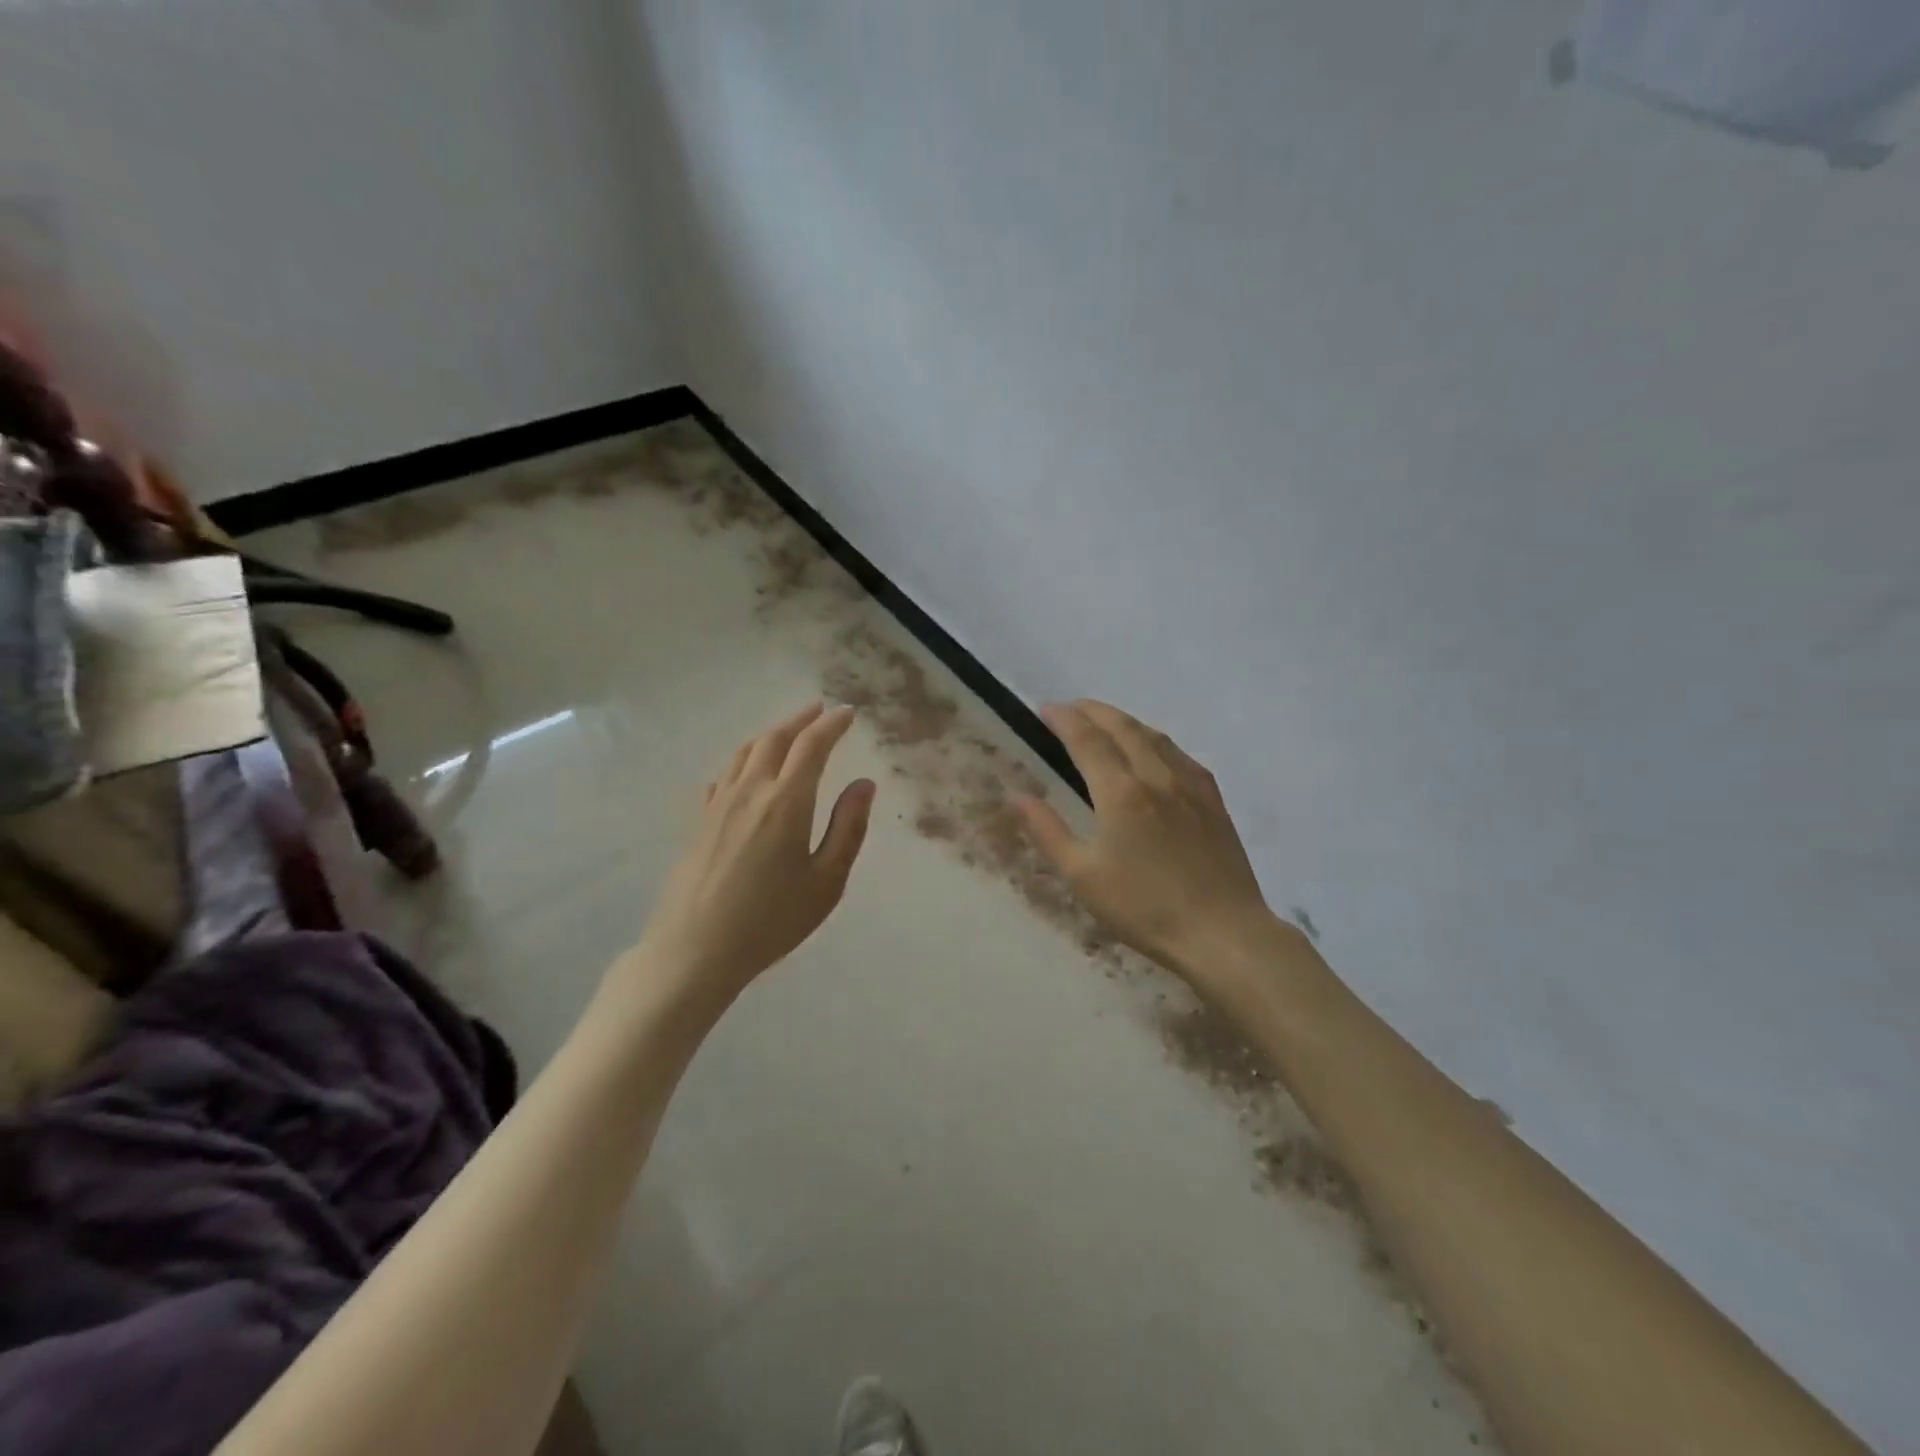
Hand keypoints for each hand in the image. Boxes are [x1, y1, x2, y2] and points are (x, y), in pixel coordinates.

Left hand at [630, 702, 875, 1000]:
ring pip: (745, 752)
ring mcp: (718, 804)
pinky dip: (743, 760)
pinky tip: (745, 772)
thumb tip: (864, 784)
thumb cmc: (771, 920)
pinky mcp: (698, 821)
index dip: (832, 725)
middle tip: (819, 710)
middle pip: (774, 739)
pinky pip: (723, 775)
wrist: (694, 950)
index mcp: (786, 801)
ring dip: (770, 734)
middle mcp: (750, 791)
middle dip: (800, 720)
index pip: (812, 746)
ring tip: (787, 732)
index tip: (848, 714)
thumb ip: (848, 828)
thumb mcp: (826, 882)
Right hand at [1015, 700, 1281, 979]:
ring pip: (1154, 735)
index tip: (1044, 709)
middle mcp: (1156, 776)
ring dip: (1124, 720)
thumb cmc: (1143, 908)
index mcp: (1121, 792)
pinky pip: (1179, 753)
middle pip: (1122, 726)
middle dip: (1092, 710)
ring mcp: (1190, 784)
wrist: (1222, 932)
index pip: (1087, 739)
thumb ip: (1048, 831)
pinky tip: (1153, 750)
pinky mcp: (1212, 798)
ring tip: (1105, 721)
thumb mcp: (1083, 876)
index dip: (1064, 719)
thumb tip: (1017, 797)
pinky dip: (1155, 739)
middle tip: (1070, 708)